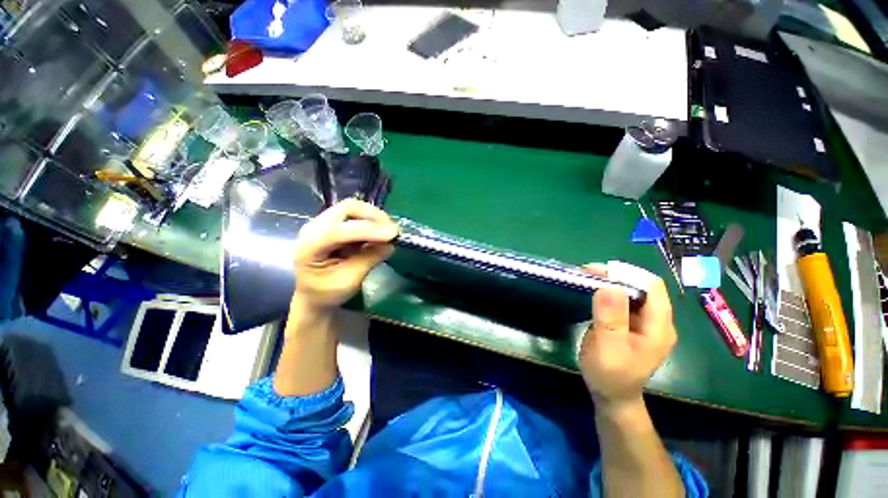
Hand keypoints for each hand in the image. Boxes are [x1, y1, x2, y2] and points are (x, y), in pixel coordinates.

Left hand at [292, 199, 397, 309]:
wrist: (313, 295)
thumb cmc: (327, 293)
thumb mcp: (349, 281)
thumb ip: (368, 260)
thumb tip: (390, 244)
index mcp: (309, 246)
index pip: (340, 230)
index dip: (368, 229)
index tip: (393, 235)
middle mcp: (314, 227)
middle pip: (347, 208)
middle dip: (373, 216)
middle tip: (392, 230)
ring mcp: (323, 222)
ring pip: (353, 208)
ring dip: (374, 217)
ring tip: (389, 232)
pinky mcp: (334, 223)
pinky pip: (355, 215)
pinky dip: (371, 221)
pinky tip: (380, 233)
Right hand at [578, 264, 676, 413]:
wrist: (611, 396)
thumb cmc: (611, 377)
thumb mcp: (608, 350)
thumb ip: (610, 320)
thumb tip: (609, 287)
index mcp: (659, 327)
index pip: (651, 287)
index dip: (626, 274)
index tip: (597, 271)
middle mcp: (656, 320)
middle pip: (640, 286)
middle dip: (614, 275)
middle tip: (585, 273)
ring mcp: (643, 322)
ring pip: (630, 291)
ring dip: (608, 282)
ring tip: (584, 278)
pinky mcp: (630, 323)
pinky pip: (621, 300)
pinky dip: (606, 292)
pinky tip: (591, 291)